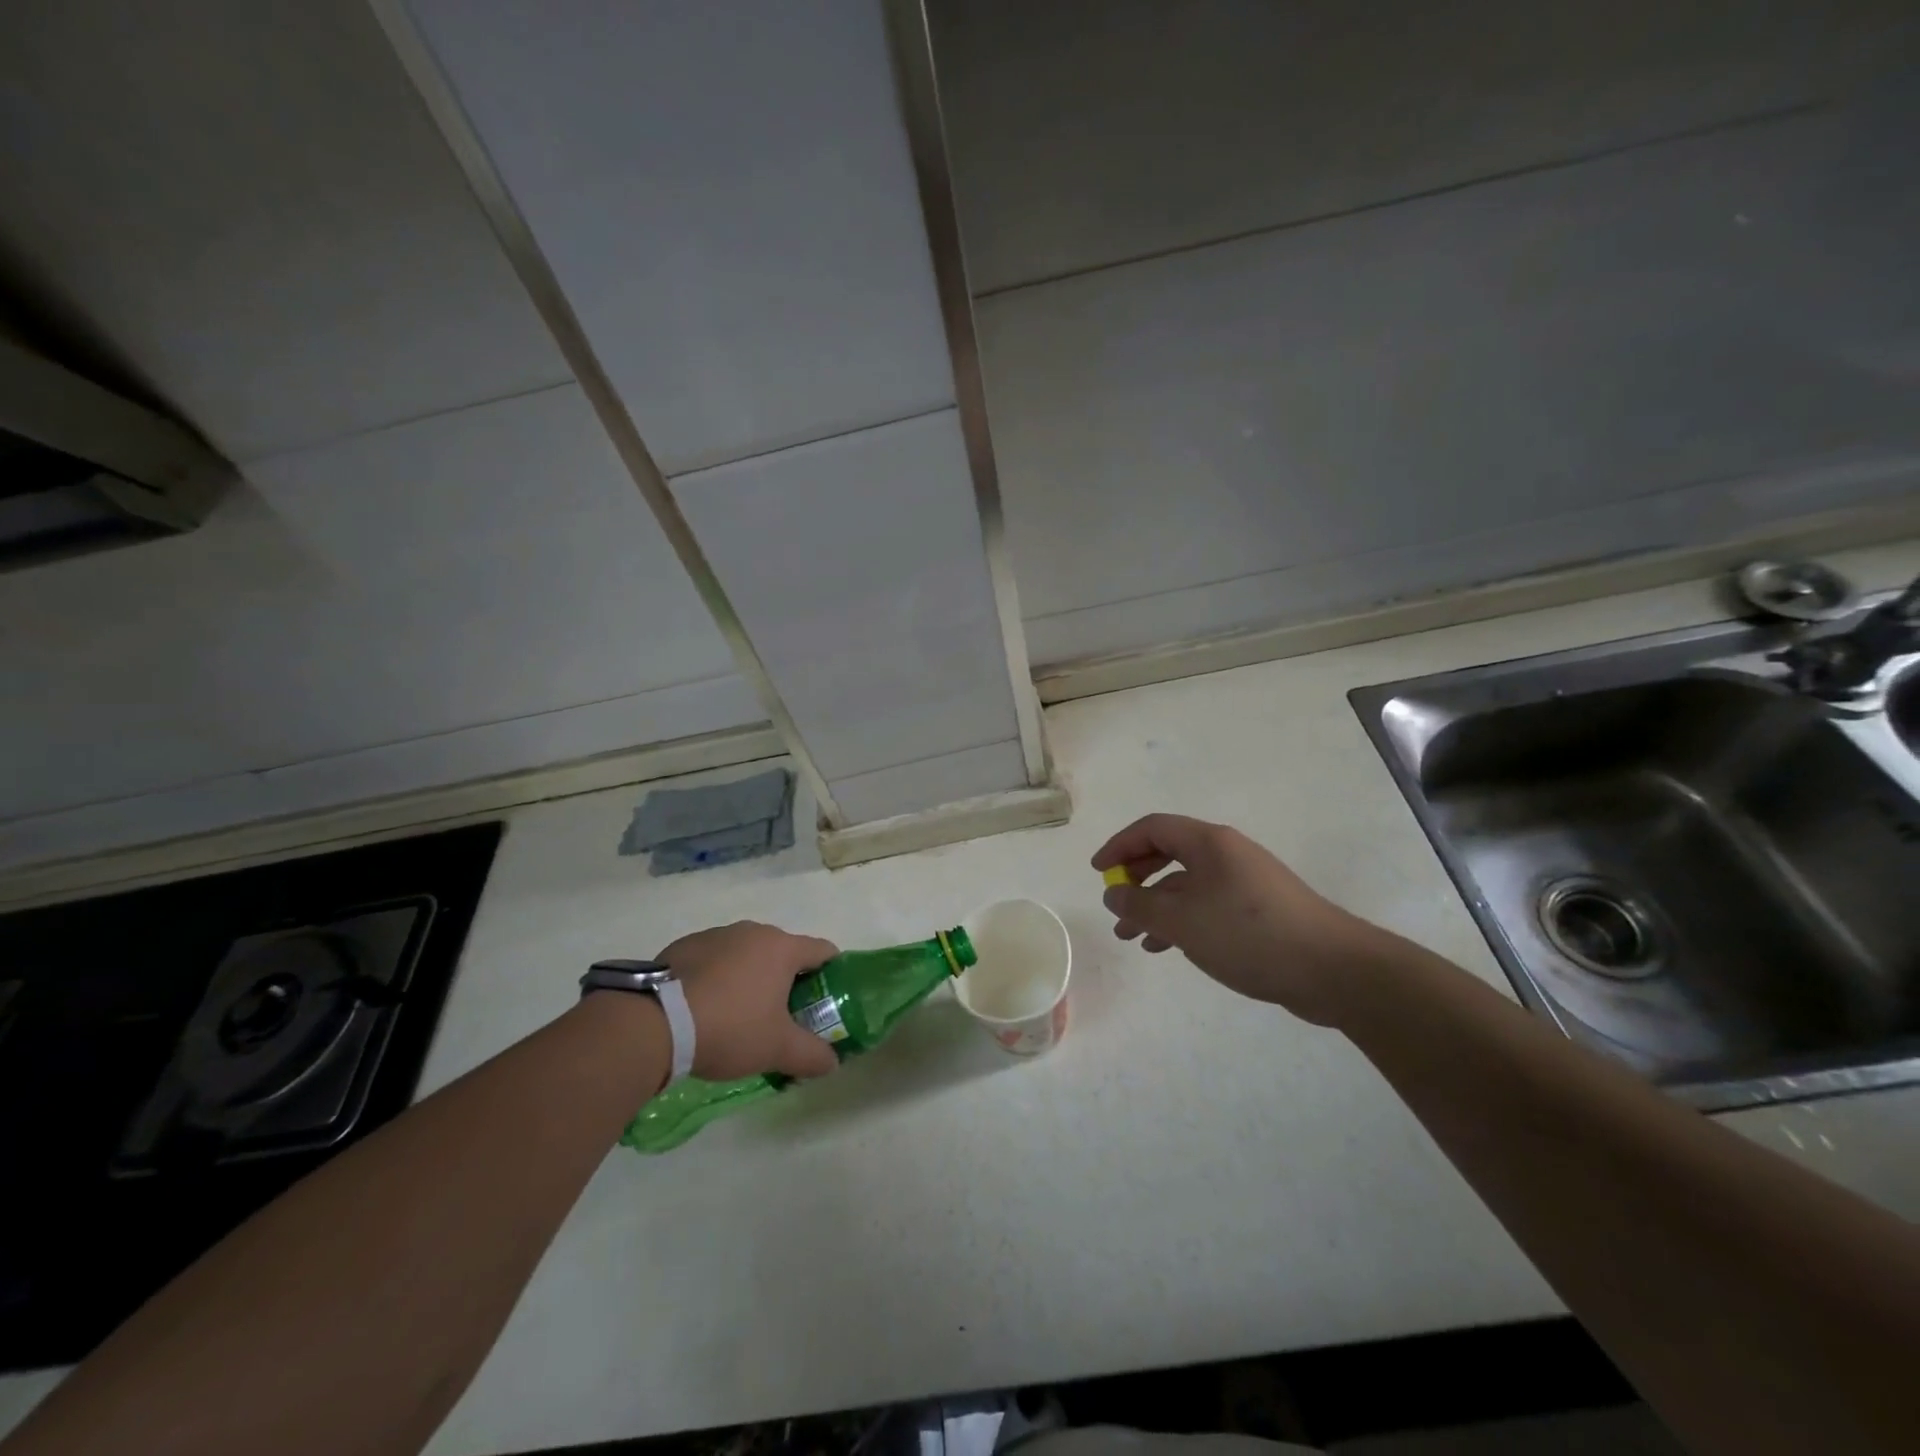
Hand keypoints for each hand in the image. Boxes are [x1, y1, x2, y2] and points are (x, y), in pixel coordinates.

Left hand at [656, 921, 841, 1080]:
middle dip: (788, 982)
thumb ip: (812, 1055)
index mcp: (782, 947)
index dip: (831, 975)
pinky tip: (705, 1010)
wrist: (654, 1023)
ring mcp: (717, 935)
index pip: (823, 951)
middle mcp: (753, 931)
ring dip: (751, 979)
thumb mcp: (777, 1049)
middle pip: (784, 953)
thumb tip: (833, 1062)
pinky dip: (719, 979)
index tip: (826, 1002)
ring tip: (739, 1017)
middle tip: (782, 1018)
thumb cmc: (730, 1028)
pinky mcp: (685, 946)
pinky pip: (715, 960)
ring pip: (747, 955)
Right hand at [1092, 813, 1389, 1026]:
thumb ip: (1139, 904)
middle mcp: (1227, 854)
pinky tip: (1169, 948)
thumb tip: (1113, 892)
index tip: (1099, 871)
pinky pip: (1207, 905)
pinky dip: (1183, 921)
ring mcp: (1246, 882)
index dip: (1120, 845)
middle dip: (1137, 877)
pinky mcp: (1259, 911)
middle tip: (1116, 903)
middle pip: (1169, 852)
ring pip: (1187, 884)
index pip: (1153, 828)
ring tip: (1134, 938)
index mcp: (1209, 843)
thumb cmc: (1248, 934)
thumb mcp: (1181, 921)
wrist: (1332, 969)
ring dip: (1156, 906)